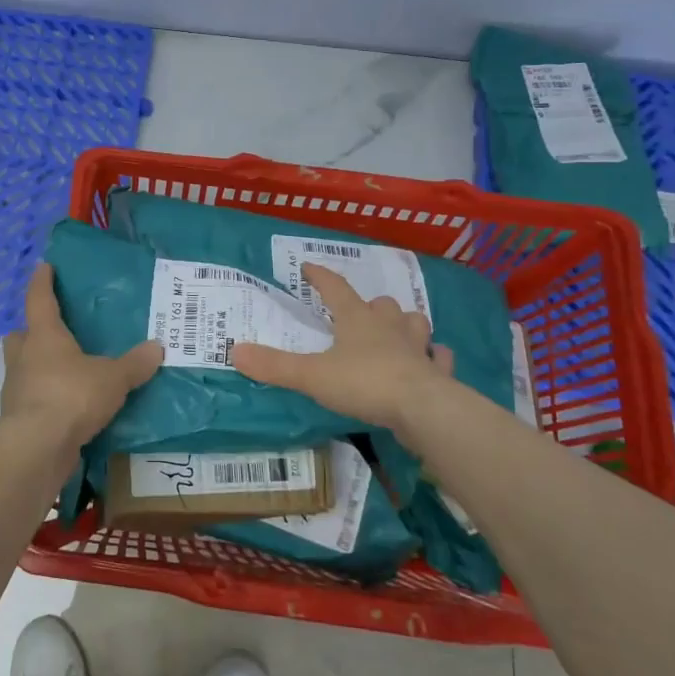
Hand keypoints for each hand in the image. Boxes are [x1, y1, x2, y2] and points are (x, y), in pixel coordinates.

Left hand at [0, 263, 163, 450]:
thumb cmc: (72, 396)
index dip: (42, 282)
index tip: (43, 267)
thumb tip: (157, 347)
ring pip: (22, 367)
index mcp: (44, 336)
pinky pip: (30, 398)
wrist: (37, 447)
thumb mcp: (112, 379)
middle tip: (52, 332)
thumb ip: (134, 364)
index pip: (40, 300)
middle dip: (32, 331)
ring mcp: (16, 389)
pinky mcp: (18, 418)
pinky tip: (65, 406)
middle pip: (20, 335)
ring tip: (64, 372)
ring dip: (37, 366)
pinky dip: (44, 398)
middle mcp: (24, 357)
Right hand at [231, 263, 458, 432]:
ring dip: (405, 324)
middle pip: (381, 304)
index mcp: (357, 320)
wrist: (423, 408)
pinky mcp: (437, 373)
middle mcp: (389, 327)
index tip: (308, 267)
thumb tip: (235, 351)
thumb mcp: (312, 375)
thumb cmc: (364, 383)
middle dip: (370, 305)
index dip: (321, 277)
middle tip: (360, 312)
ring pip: (414, 323)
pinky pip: (439, 358)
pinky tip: (432, 361)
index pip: (335, 289)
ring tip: (398, 331)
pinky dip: (435, 357)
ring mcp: (418, 348)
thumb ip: (275, 365)